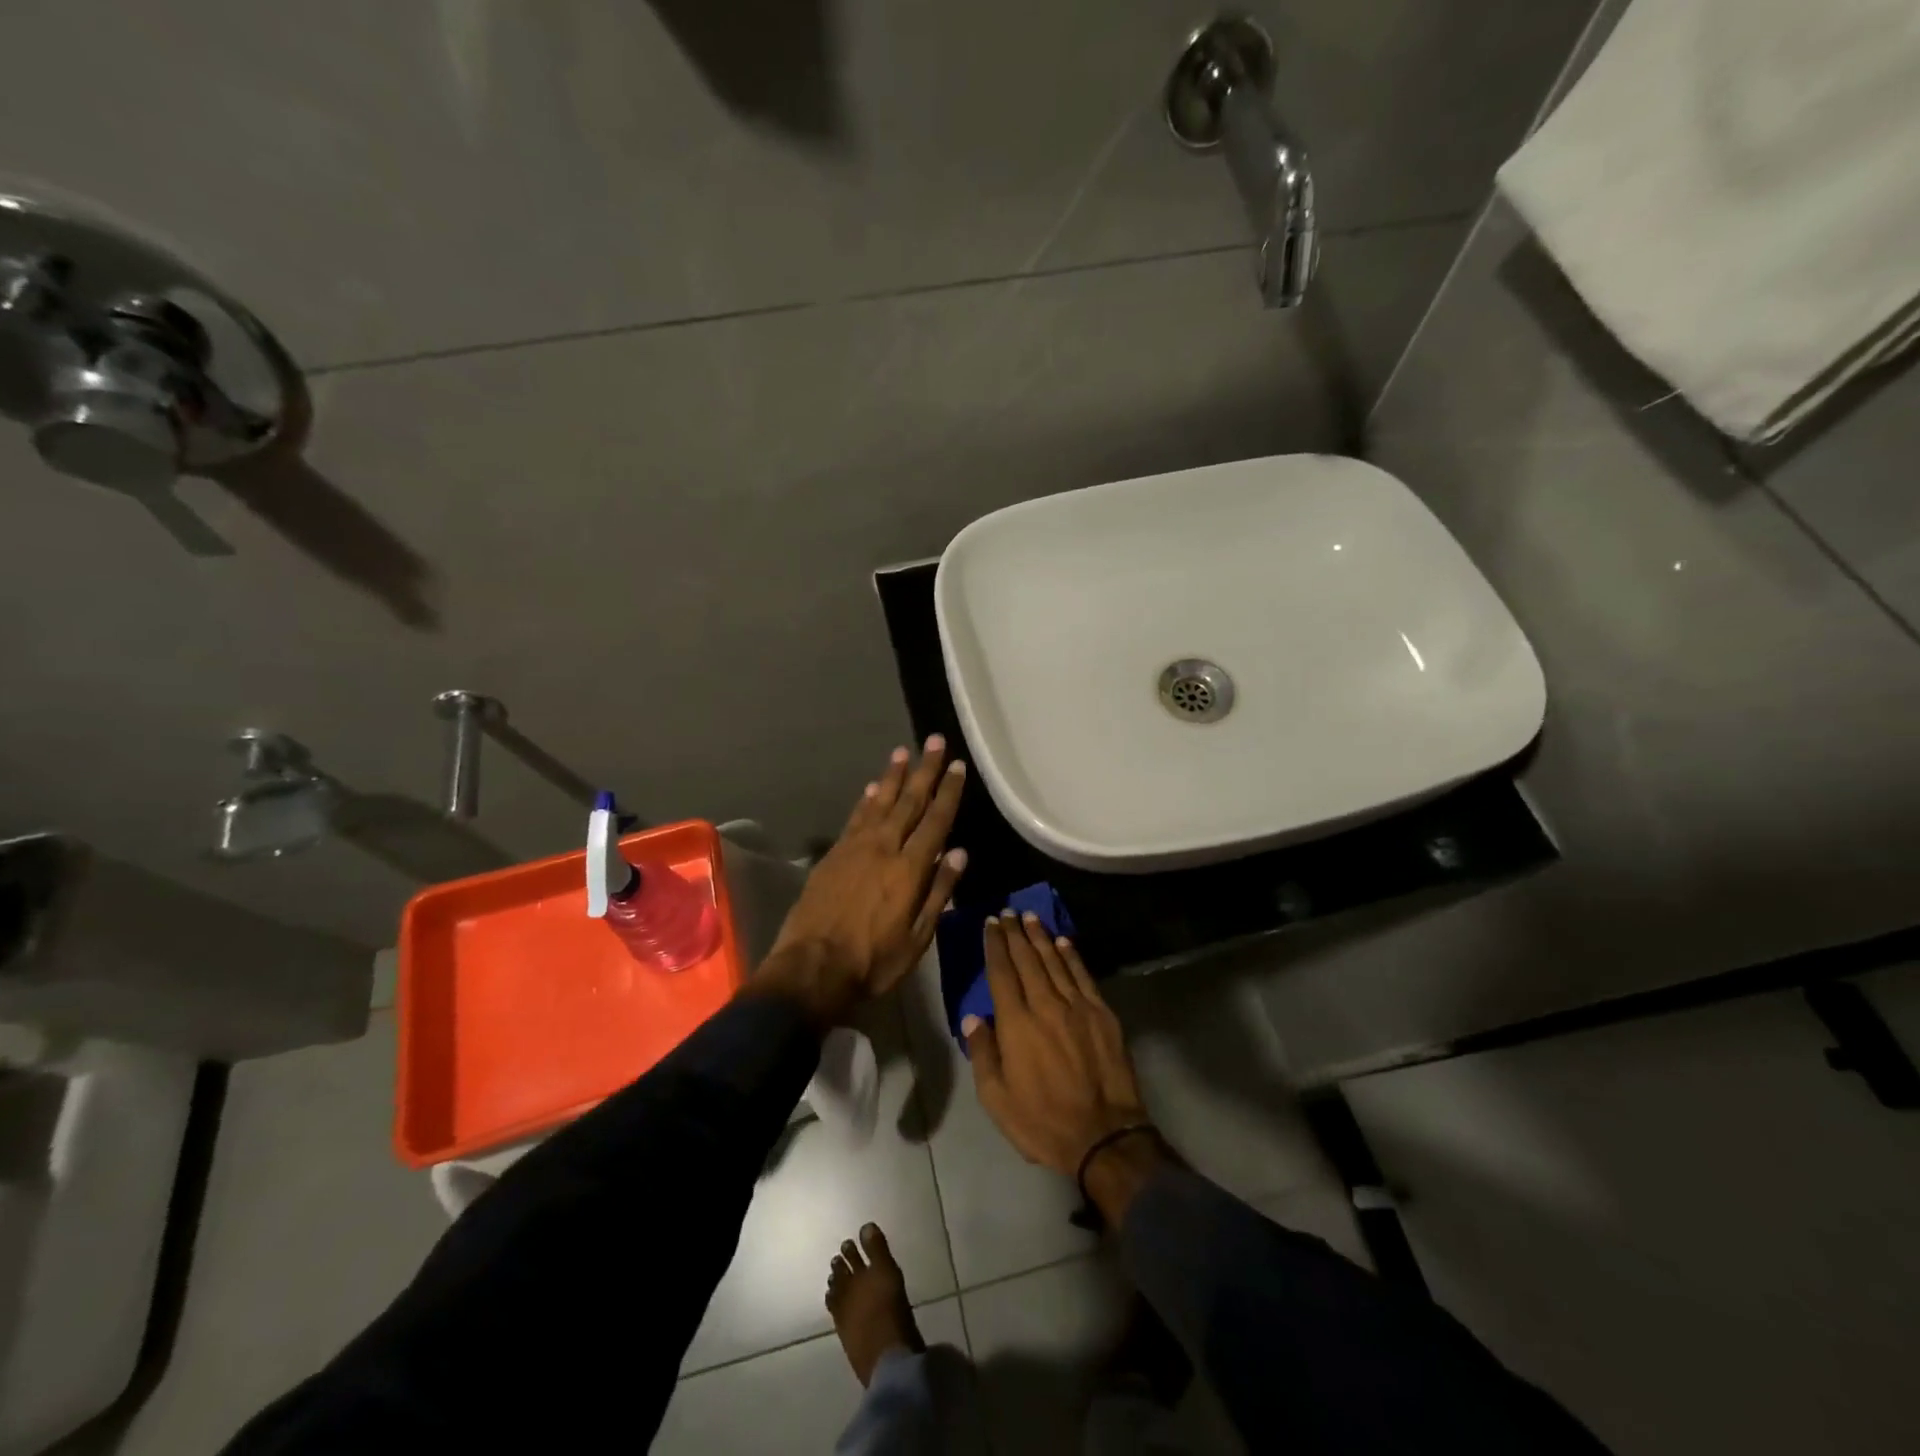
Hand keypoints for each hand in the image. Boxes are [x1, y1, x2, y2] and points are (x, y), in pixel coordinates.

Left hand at [760, 736, 967, 1024]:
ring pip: (880, 803)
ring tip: (904, 752)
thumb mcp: (918, 938)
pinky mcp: (834, 854)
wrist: (812, 968)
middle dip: (925, 770)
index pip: (936, 821)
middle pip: (909, 802)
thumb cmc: (873, 961)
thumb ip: (939, 892)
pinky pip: (856, 818)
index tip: (957, 766)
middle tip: (934, 741)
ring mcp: (855, 848)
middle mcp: (884, 848)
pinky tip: (874, 787)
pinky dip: (867, 799)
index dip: (948, 792)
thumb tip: (959, 853)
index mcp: (910, 869)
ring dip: (894, 776)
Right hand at [965, 912, 1152, 1177]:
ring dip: (1041, 937)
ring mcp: (1077, 1007)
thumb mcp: (997, 1099)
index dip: (995, 945)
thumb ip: (982, 1054)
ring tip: (1030, 917)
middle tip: (1008, 912)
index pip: (1001, 973)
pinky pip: (1083, 976)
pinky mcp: (1102, 1014)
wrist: (1105, 1137)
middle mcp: (1045, 1005)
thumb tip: (974, 1018)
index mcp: (1016, 1024)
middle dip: (1015, 933)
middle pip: (1027, 959)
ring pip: (1055, 961)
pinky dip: (1071, 956)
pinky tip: (1063, 942)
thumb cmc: (1043, 1122)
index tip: (990, 923)